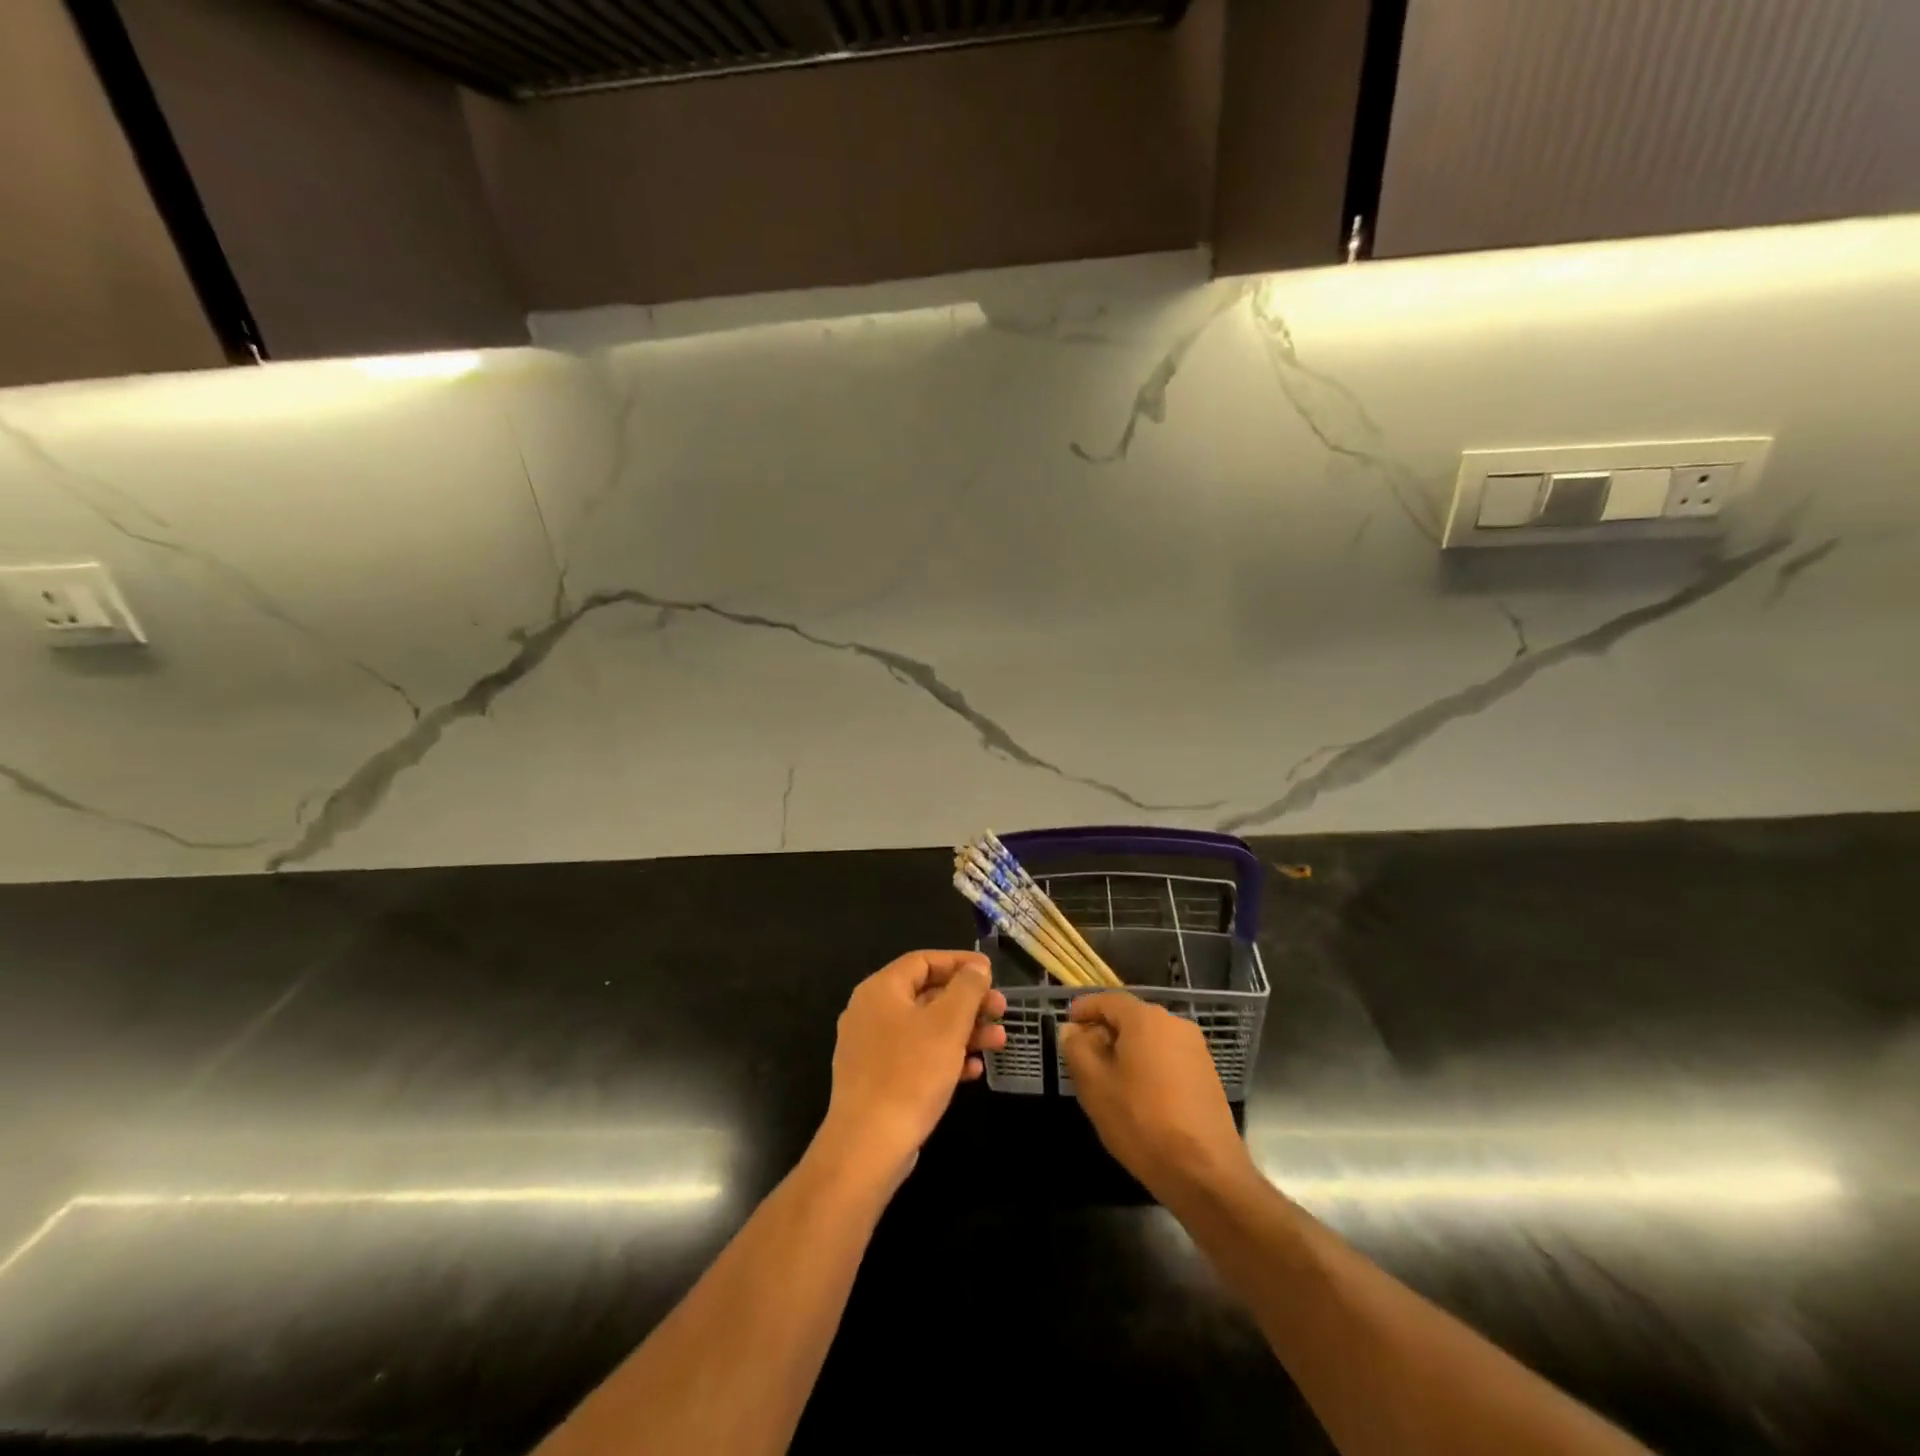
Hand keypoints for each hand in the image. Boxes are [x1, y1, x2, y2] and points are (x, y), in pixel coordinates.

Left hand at [813, 950, 1005, 1192]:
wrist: (869, 1145)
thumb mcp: (948, 1024)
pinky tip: (973, 1071)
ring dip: (963, 1031)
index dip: (959, 962)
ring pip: (925, 1028)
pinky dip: (945, 1057)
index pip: (923, 961)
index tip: (990, 972)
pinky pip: (916, 1056)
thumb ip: (966, 988)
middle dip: (968, 1002)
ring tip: (998, 1042)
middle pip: (926, 994)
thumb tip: (976, 967)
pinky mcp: (877, 1079)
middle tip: (1000, 1010)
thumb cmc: (910, 1073)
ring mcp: (871, 1048)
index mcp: (880, 990)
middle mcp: (871, 1012)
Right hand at [1058, 993, 1256, 1204]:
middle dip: (1104, 1031)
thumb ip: (1076, 1049)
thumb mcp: (1094, 1085)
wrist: (1205, 1172)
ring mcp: (1196, 1049)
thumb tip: (1072, 1029)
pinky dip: (1148, 1065)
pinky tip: (1137, 1095)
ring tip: (1107, 1079)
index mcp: (1146, 1018)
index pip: (1108, 1000)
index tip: (1067, 1025)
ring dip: (1126, 1050)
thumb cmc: (1141, 1121)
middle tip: (1082, 1057)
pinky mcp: (1207, 1075)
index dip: (1084, 1009)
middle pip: (1131, 1017)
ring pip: (1150, 1039)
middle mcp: (1175, 1024)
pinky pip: (1168, 1057)